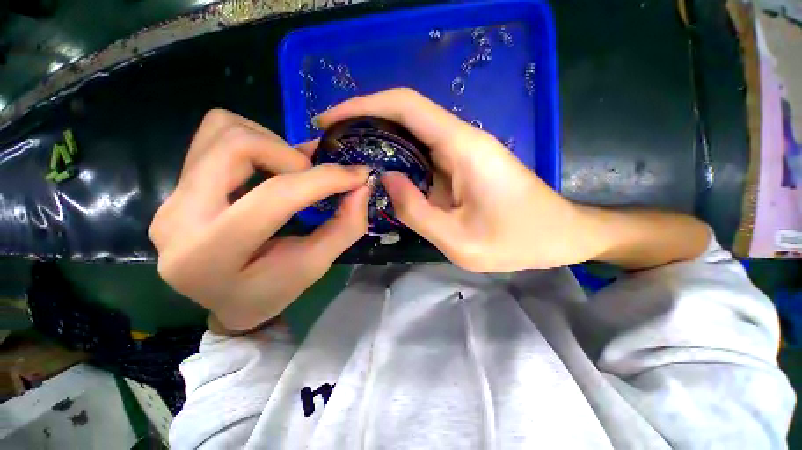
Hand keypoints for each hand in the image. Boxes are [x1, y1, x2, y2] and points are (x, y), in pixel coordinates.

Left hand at [150, 109, 368, 331]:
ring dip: (272, 144)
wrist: (226, 298)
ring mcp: (170, 196)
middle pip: (238, 146)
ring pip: (223, 129)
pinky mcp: (176, 184)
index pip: (275, 196)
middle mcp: (178, 218)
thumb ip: (344, 227)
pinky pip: (214, 133)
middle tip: (312, 177)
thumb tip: (361, 186)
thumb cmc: (271, 291)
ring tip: (290, 172)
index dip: (324, 180)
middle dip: (291, 157)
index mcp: (212, 254)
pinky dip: (253, 139)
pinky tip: (267, 166)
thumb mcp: (314, 266)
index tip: (358, 175)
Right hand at [317, 88, 601, 271]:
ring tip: (348, 160)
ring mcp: (463, 152)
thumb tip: (385, 180)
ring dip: (380, 143)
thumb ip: (416, 211)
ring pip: (413, 136)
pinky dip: (399, 161)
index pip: (405, 106)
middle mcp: (461, 139)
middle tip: (332, 145)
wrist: (560, 236)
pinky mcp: (464, 165)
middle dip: (364, 123)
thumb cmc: (518, 241)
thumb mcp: (459, 241)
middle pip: (405, 115)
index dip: (363, 106)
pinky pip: (424, 156)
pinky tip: (383, 176)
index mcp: (463, 147)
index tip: (330, 119)